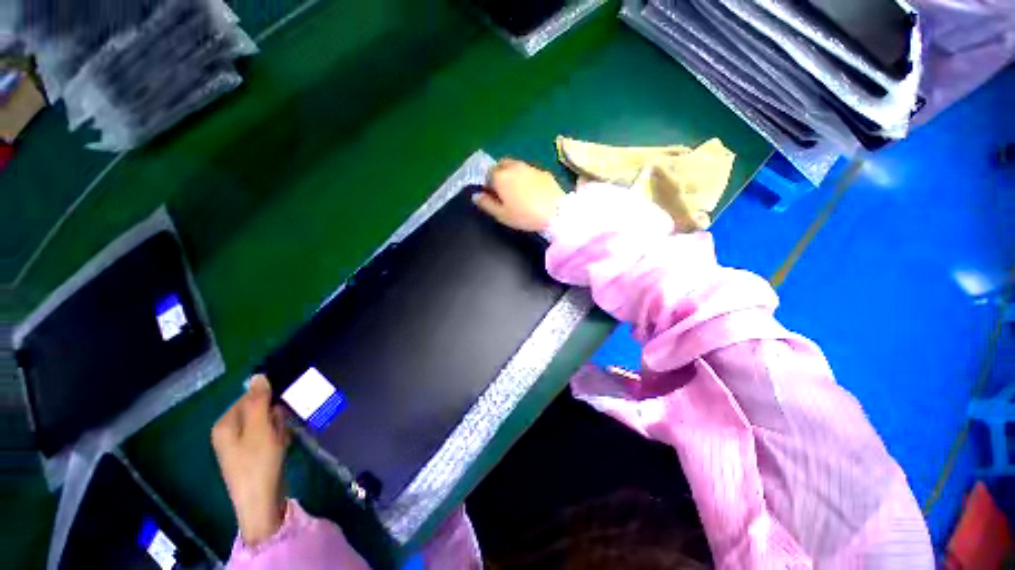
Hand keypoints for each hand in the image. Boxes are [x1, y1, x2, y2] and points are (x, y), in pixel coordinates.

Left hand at [211, 375, 289, 545]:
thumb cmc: (258, 462)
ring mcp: (240, 445)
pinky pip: (268, 436)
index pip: (249, 397)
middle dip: (274, 416)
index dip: (268, 400)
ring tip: (281, 440)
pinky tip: (281, 447)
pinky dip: (278, 438)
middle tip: (280, 428)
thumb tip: (258, 375)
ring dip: (278, 428)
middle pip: (259, 410)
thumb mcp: (260, 427)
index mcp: (225, 424)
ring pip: (266, 423)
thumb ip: (259, 401)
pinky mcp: (252, 455)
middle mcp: (229, 432)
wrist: (261, 501)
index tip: (280, 410)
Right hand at [473, 159, 564, 231]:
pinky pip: (529, 171)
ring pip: (516, 166)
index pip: (488, 174)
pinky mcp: (543, 171)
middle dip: (499, 174)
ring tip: (518, 191)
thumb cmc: (525, 216)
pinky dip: (526, 177)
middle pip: (501, 165)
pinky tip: (532, 191)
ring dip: (513, 174)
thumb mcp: (502, 215)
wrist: (555, 212)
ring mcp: (530, 167)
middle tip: (504, 191)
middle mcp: (513, 167)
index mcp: (500, 176)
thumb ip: (486, 204)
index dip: (489, 184)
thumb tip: (476, 196)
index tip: (493, 196)